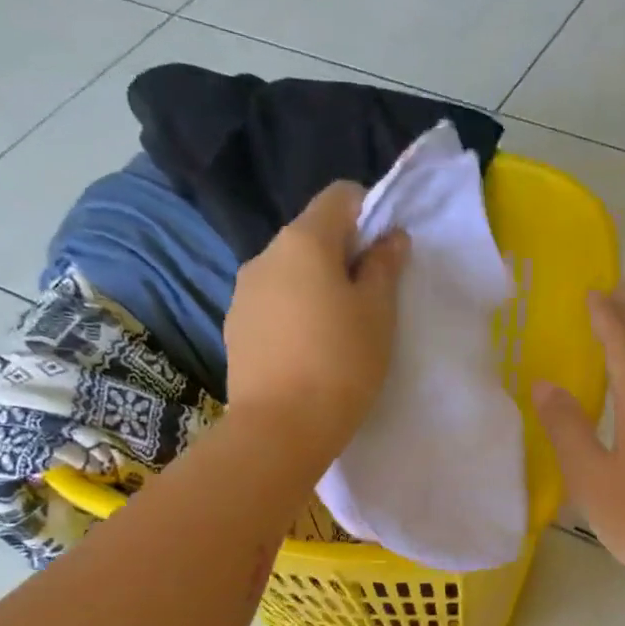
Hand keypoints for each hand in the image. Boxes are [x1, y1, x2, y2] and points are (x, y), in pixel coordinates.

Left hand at [225, 181, 407, 462]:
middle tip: (368, 301)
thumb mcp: (378, 313)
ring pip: (289, 273)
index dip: (369, 213)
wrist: (280, 428)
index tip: (385, 253)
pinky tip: (306, 353)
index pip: (339, 196)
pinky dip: (292, 314)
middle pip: (311, 236)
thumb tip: (390, 237)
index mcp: (304, 240)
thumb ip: (385, 267)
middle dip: (342, 256)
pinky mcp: (233, 328)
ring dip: (314, 288)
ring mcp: (243, 292)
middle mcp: (265, 254)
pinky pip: (271, 305)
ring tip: (335, 333)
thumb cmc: (341, 363)